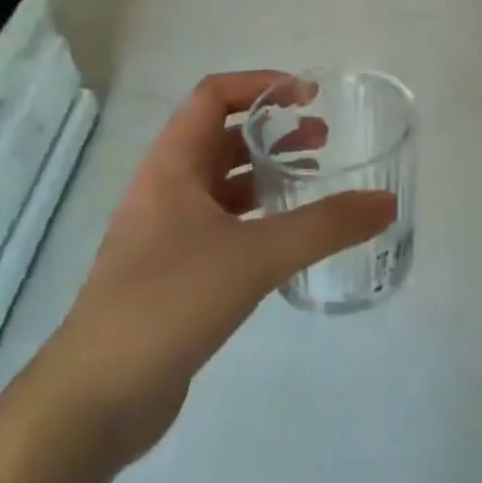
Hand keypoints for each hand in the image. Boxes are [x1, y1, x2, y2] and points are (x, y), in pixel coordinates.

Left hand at [36, 72, 395, 468]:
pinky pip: (221, 225)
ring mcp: (165, 233)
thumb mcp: (256, 256)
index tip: (309, 97)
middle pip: (221, 137)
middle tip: (324, 140)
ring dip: (266, 173)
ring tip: (314, 180)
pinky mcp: (172, 273)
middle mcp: (164, 189)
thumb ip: (325, 226)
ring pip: (222, 183)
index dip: (261, 84)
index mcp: (171, 165)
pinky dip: (256, 217)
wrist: (95, 398)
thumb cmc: (170, 302)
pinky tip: (288, 239)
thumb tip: (386, 203)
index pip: (214, 95)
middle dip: (273, 131)